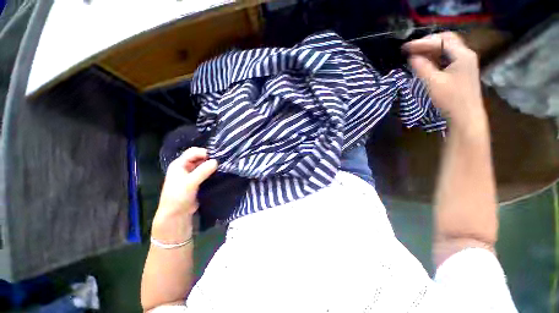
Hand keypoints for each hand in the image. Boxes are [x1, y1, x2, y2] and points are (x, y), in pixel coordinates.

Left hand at [155, 147, 217, 223]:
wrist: (176, 215)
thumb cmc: (178, 197)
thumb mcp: (190, 183)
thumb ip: (202, 171)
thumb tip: (216, 161)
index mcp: (179, 164)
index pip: (193, 152)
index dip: (204, 152)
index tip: (216, 157)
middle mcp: (185, 167)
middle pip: (199, 158)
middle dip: (210, 158)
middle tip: (221, 161)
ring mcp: (192, 174)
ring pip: (204, 165)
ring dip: (212, 165)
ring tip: (223, 166)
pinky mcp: (198, 181)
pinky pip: (206, 173)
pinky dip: (212, 172)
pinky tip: (220, 173)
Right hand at [403, 32, 486, 130]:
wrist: (466, 116)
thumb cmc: (450, 99)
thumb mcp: (433, 82)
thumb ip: (422, 67)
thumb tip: (412, 57)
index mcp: (462, 54)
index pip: (440, 41)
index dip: (421, 43)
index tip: (405, 48)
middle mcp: (466, 55)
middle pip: (447, 40)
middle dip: (428, 42)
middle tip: (412, 49)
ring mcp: (465, 63)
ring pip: (447, 49)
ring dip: (431, 50)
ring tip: (416, 55)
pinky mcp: (462, 71)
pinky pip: (447, 58)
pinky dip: (436, 58)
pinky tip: (426, 63)